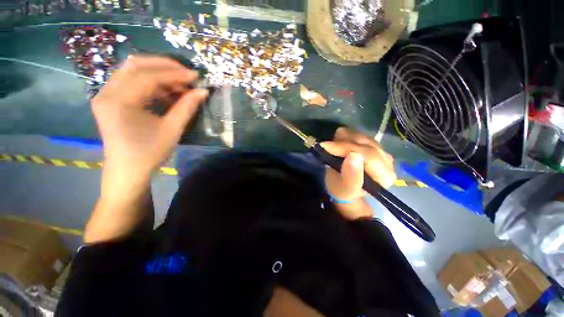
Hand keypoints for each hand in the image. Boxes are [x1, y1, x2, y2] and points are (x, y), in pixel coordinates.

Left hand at [92, 55, 208, 174]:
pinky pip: (131, 81)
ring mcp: (106, 94)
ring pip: (133, 71)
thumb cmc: (149, 153)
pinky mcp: (110, 99)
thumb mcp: (172, 130)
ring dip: (158, 73)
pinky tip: (167, 91)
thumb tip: (203, 92)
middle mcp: (107, 92)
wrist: (128, 170)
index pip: (148, 77)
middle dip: (164, 66)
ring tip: (180, 84)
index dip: (174, 74)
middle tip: (187, 74)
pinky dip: (151, 82)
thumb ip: (187, 107)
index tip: (195, 76)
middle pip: (136, 65)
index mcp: (119, 102)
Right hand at [321, 128, 395, 217]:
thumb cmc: (342, 190)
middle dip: (342, 143)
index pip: (369, 155)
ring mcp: (381, 150)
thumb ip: (351, 176)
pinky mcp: (372, 144)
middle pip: (365, 143)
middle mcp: (387, 161)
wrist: (342, 187)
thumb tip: (354, 156)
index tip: (326, 147)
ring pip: (360, 136)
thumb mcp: (343, 189)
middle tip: (325, 146)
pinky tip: (338, 145)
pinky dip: (345, 137)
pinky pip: (357, 133)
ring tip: (332, 148)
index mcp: (385, 176)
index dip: (346, 148)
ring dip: (342, 140)